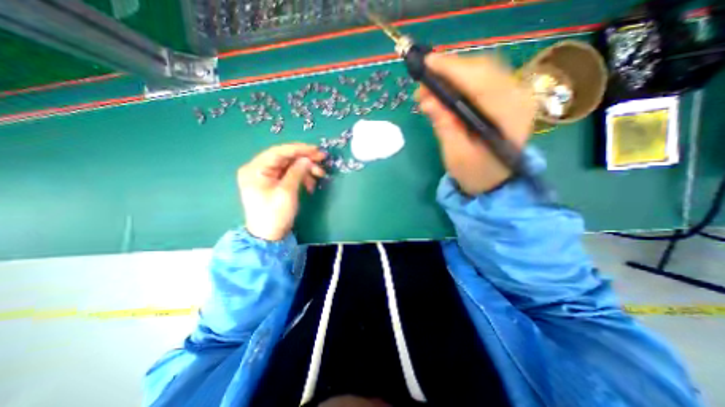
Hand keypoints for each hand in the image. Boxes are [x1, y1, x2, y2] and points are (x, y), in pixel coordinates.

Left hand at [237, 142, 327, 239]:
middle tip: (322, 160)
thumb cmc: (275, 214)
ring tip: (320, 174)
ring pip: (289, 166)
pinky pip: (290, 175)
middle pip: (285, 158)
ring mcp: (266, 177)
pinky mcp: (274, 183)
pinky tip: (311, 184)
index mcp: (255, 169)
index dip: (299, 149)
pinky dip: (302, 177)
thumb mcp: (287, 192)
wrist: (269, 236)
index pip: (278, 152)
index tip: (316, 150)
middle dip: (305, 159)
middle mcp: (259, 169)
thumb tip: (307, 159)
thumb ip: (297, 172)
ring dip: (306, 169)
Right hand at [420, 53, 537, 195]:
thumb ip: (445, 126)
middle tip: (422, 84)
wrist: (494, 182)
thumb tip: (428, 101)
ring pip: (482, 72)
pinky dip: (460, 82)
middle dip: (449, 72)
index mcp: (509, 116)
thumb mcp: (456, 154)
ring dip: (453, 76)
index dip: (453, 70)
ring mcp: (514, 96)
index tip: (427, 64)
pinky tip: (444, 91)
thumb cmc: (475, 173)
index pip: (481, 82)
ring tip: (429, 90)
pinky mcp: (505, 98)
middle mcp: (517, 98)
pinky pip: (481, 80)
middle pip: (483, 70)